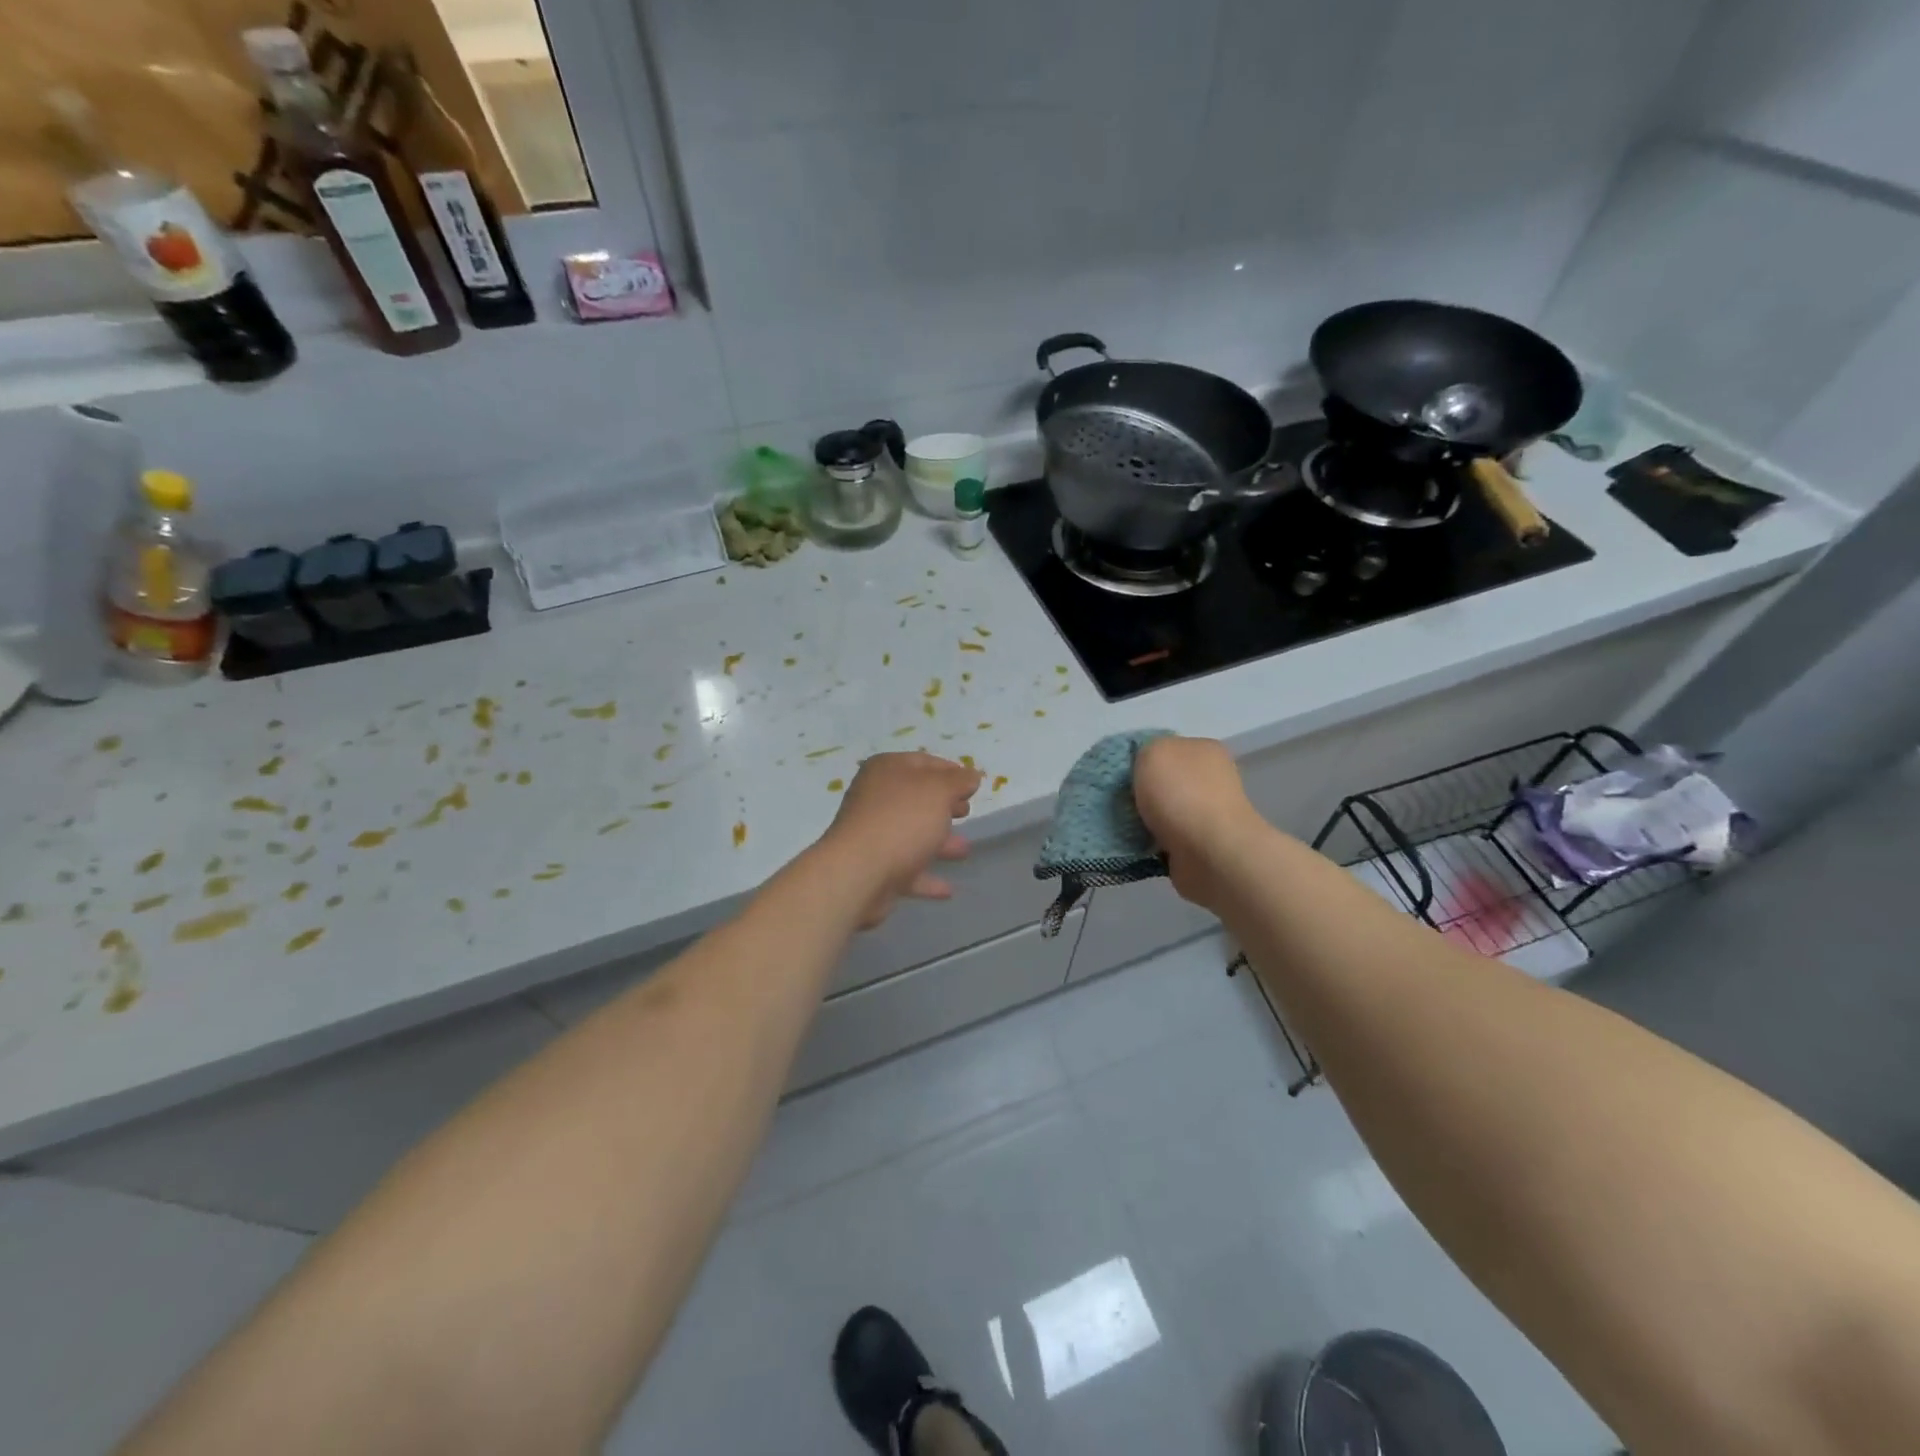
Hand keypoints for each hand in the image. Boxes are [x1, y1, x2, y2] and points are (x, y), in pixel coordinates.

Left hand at [819, 752, 981, 927]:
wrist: (859, 872)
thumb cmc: (902, 820)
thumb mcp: (939, 791)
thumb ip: (958, 781)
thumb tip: (971, 775)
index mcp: (886, 770)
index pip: (924, 762)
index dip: (950, 771)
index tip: (973, 785)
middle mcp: (875, 798)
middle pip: (917, 799)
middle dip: (944, 806)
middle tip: (967, 812)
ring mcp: (872, 834)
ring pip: (912, 834)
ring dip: (939, 842)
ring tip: (964, 850)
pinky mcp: (874, 868)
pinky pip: (906, 869)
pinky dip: (927, 877)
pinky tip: (947, 889)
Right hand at [1134, 736, 1264, 910]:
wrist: (1210, 853)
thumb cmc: (1182, 794)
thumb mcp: (1153, 752)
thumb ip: (1144, 751)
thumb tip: (1142, 768)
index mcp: (1204, 750)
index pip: (1165, 747)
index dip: (1138, 757)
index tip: (1119, 773)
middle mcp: (1211, 779)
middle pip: (1162, 780)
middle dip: (1138, 791)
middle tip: (1116, 800)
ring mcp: (1208, 814)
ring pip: (1161, 810)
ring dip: (1142, 819)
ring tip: (1120, 824)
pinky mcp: (1200, 845)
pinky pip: (1163, 838)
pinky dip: (1149, 842)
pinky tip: (1134, 843)